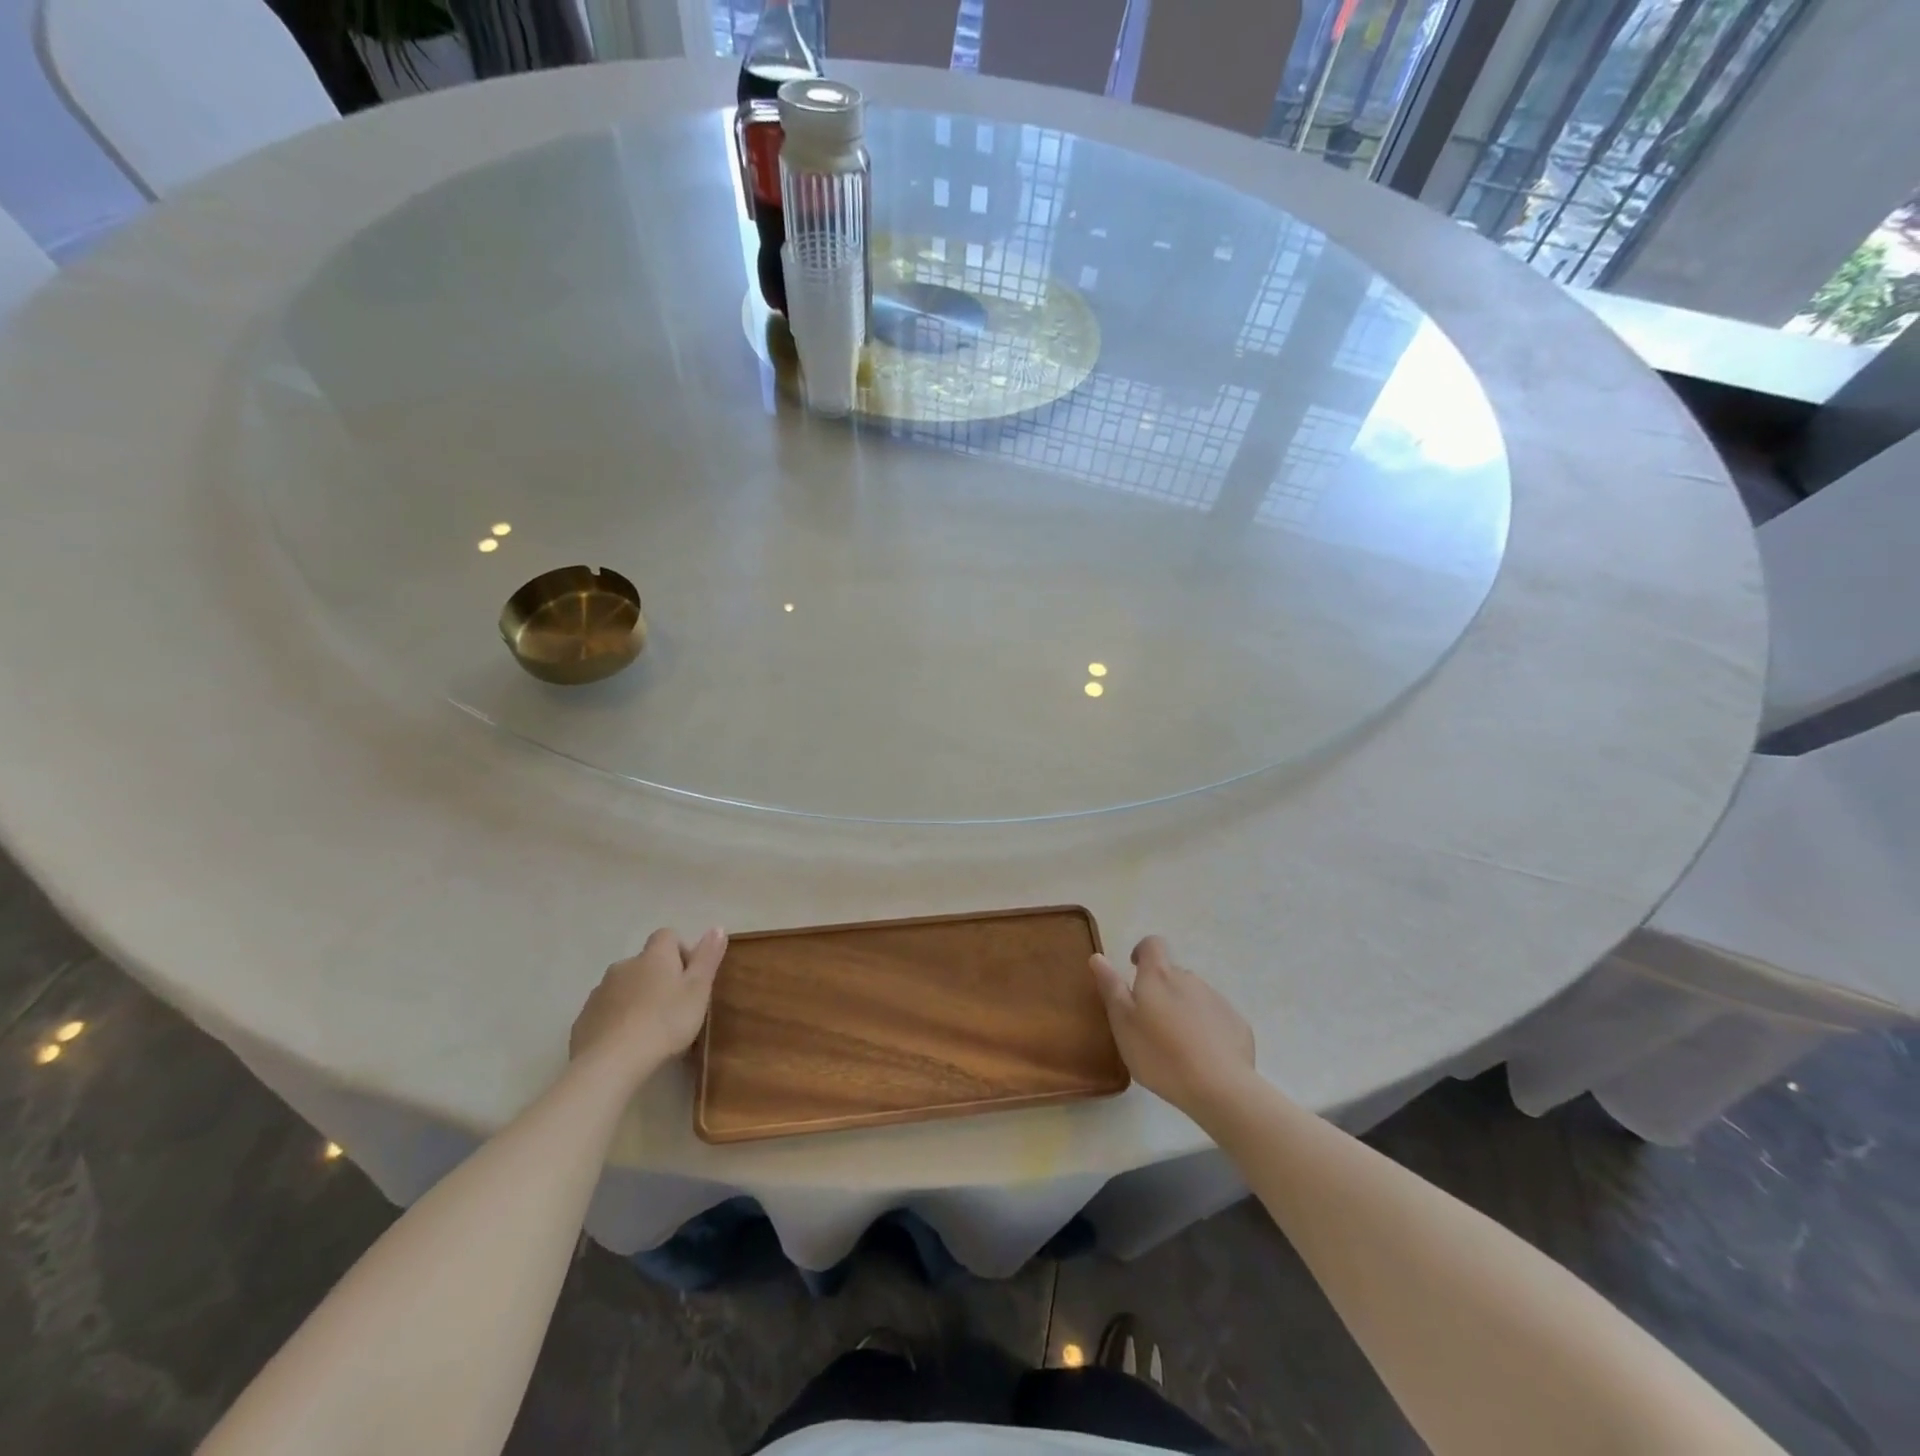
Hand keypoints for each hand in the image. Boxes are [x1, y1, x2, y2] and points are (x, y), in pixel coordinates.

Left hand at [570, 927, 727, 1075]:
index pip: (667, 936)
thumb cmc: (665, 1022)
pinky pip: (606, 1010)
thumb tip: (718, 927)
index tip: (690, 979)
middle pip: (645, 962)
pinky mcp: (584, 1018)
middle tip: (674, 1008)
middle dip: (658, 978)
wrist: (611, 1062)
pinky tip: (626, 1043)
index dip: (681, 952)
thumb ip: (708, 957)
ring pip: (624, 986)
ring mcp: (599, 991)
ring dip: (637, 998)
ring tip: (650, 1029)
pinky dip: (617, 1019)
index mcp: (654, 956)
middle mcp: (624, 965)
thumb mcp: (698, 990)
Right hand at [1092, 935, 1254, 1114]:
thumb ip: (1111, 987)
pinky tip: (1202, 1056)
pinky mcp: (1237, 1023)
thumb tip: (1098, 956)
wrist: (1219, 1087)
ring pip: (1193, 996)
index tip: (1133, 970)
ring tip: (1176, 1044)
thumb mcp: (1123, 1023)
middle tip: (1150, 1022)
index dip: (1142, 952)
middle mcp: (1189, 978)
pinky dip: (1205, 1028)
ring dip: (1182, 1009)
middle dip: (1161, 990)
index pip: (1152, 944)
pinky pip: (1215, 1017)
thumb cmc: (1160, 1054)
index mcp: (1159, 975)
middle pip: (1172, 974)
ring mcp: (1216, 1000)